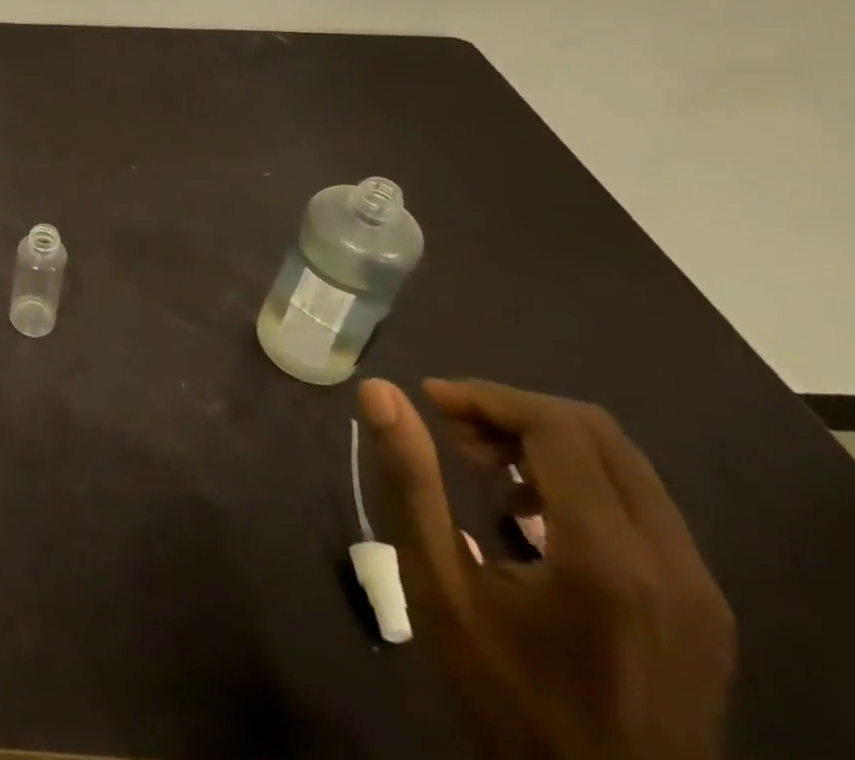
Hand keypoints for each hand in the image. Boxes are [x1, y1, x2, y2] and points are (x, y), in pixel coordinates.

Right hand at [359, 378, 734, 759]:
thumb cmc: (507, 693)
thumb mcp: (438, 588)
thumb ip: (409, 482)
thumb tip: (379, 391)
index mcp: (607, 556)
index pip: (557, 427)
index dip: (487, 397)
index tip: (428, 400)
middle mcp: (672, 560)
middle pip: (597, 433)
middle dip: (514, 413)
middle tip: (452, 432)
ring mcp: (701, 586)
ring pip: (624, 464)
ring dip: (546, 442)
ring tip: (484, 468)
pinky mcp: (705, 605)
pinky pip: (643, 504)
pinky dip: (581, 479)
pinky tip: (531, 513)